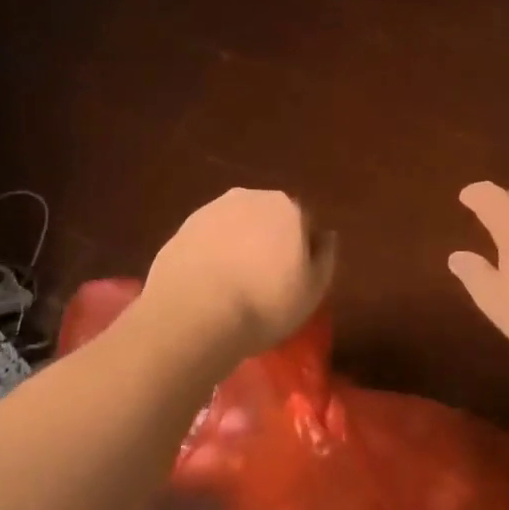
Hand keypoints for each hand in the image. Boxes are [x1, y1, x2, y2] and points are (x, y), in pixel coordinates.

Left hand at [146, 189, 335, 354]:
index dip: (300, 252)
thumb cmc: (264, 303)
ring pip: (234, 226)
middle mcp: (250, 198)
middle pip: (267, 219)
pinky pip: (207, 239)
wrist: (195, 311)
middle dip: (267, 242)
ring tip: (232, 286)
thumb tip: (325, 236)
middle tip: (263, 282)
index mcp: (287, 208)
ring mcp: (212, 209)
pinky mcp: (183, 227)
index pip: (303, 224)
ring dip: (237, 245)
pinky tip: (208, 284)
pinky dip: (210, 254)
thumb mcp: (312, 291)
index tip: (293, 279)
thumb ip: (324, 257)